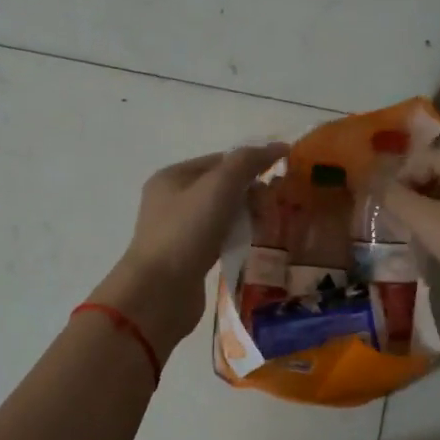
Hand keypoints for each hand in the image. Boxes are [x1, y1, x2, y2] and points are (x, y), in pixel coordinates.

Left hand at [91, 143, 288, 356]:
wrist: (159, 292)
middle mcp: (171, 201)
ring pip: (222, 216)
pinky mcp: (187, 260)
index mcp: (172, 177)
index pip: (220, 160)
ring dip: (247, 218)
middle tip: (274, 209)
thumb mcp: (218, 187)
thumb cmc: (186, 232)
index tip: (280, 178)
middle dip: (251, 194)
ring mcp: (178, 232)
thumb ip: (247, 162)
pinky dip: (237, 240)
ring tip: (269, 228)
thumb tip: (278, 147)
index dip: (251, 164)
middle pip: (222, 188)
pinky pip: (219, 241)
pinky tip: (252, 247)